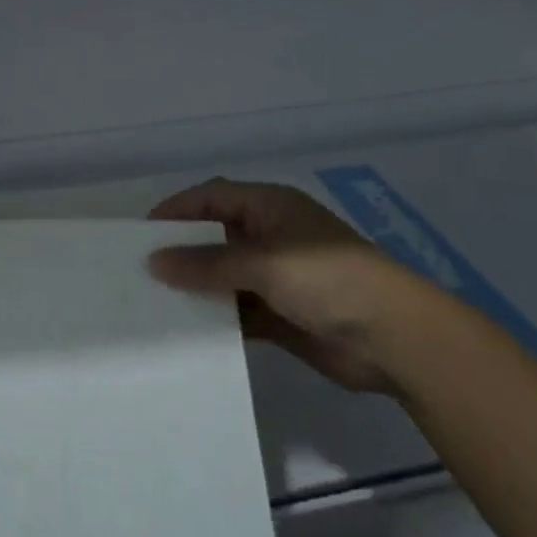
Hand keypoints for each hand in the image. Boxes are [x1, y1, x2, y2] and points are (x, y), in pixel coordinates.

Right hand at [148, 178, 443, 394]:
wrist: (395, 340)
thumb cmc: (327, 279)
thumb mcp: (263, 263)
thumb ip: (208, 264)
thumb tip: (154, 262)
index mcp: (270, 207)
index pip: (213, 197)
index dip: (178, 209)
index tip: (142, 232)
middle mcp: (272, 237)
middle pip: (216, 237)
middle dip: (183, 251)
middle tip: (141, 270)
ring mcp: (279, 278)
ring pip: (226, 277)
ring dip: (199, 289)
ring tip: (155, 303)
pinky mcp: (284, 316)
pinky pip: (240, 312)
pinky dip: (218, 319)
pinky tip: (189, 332)